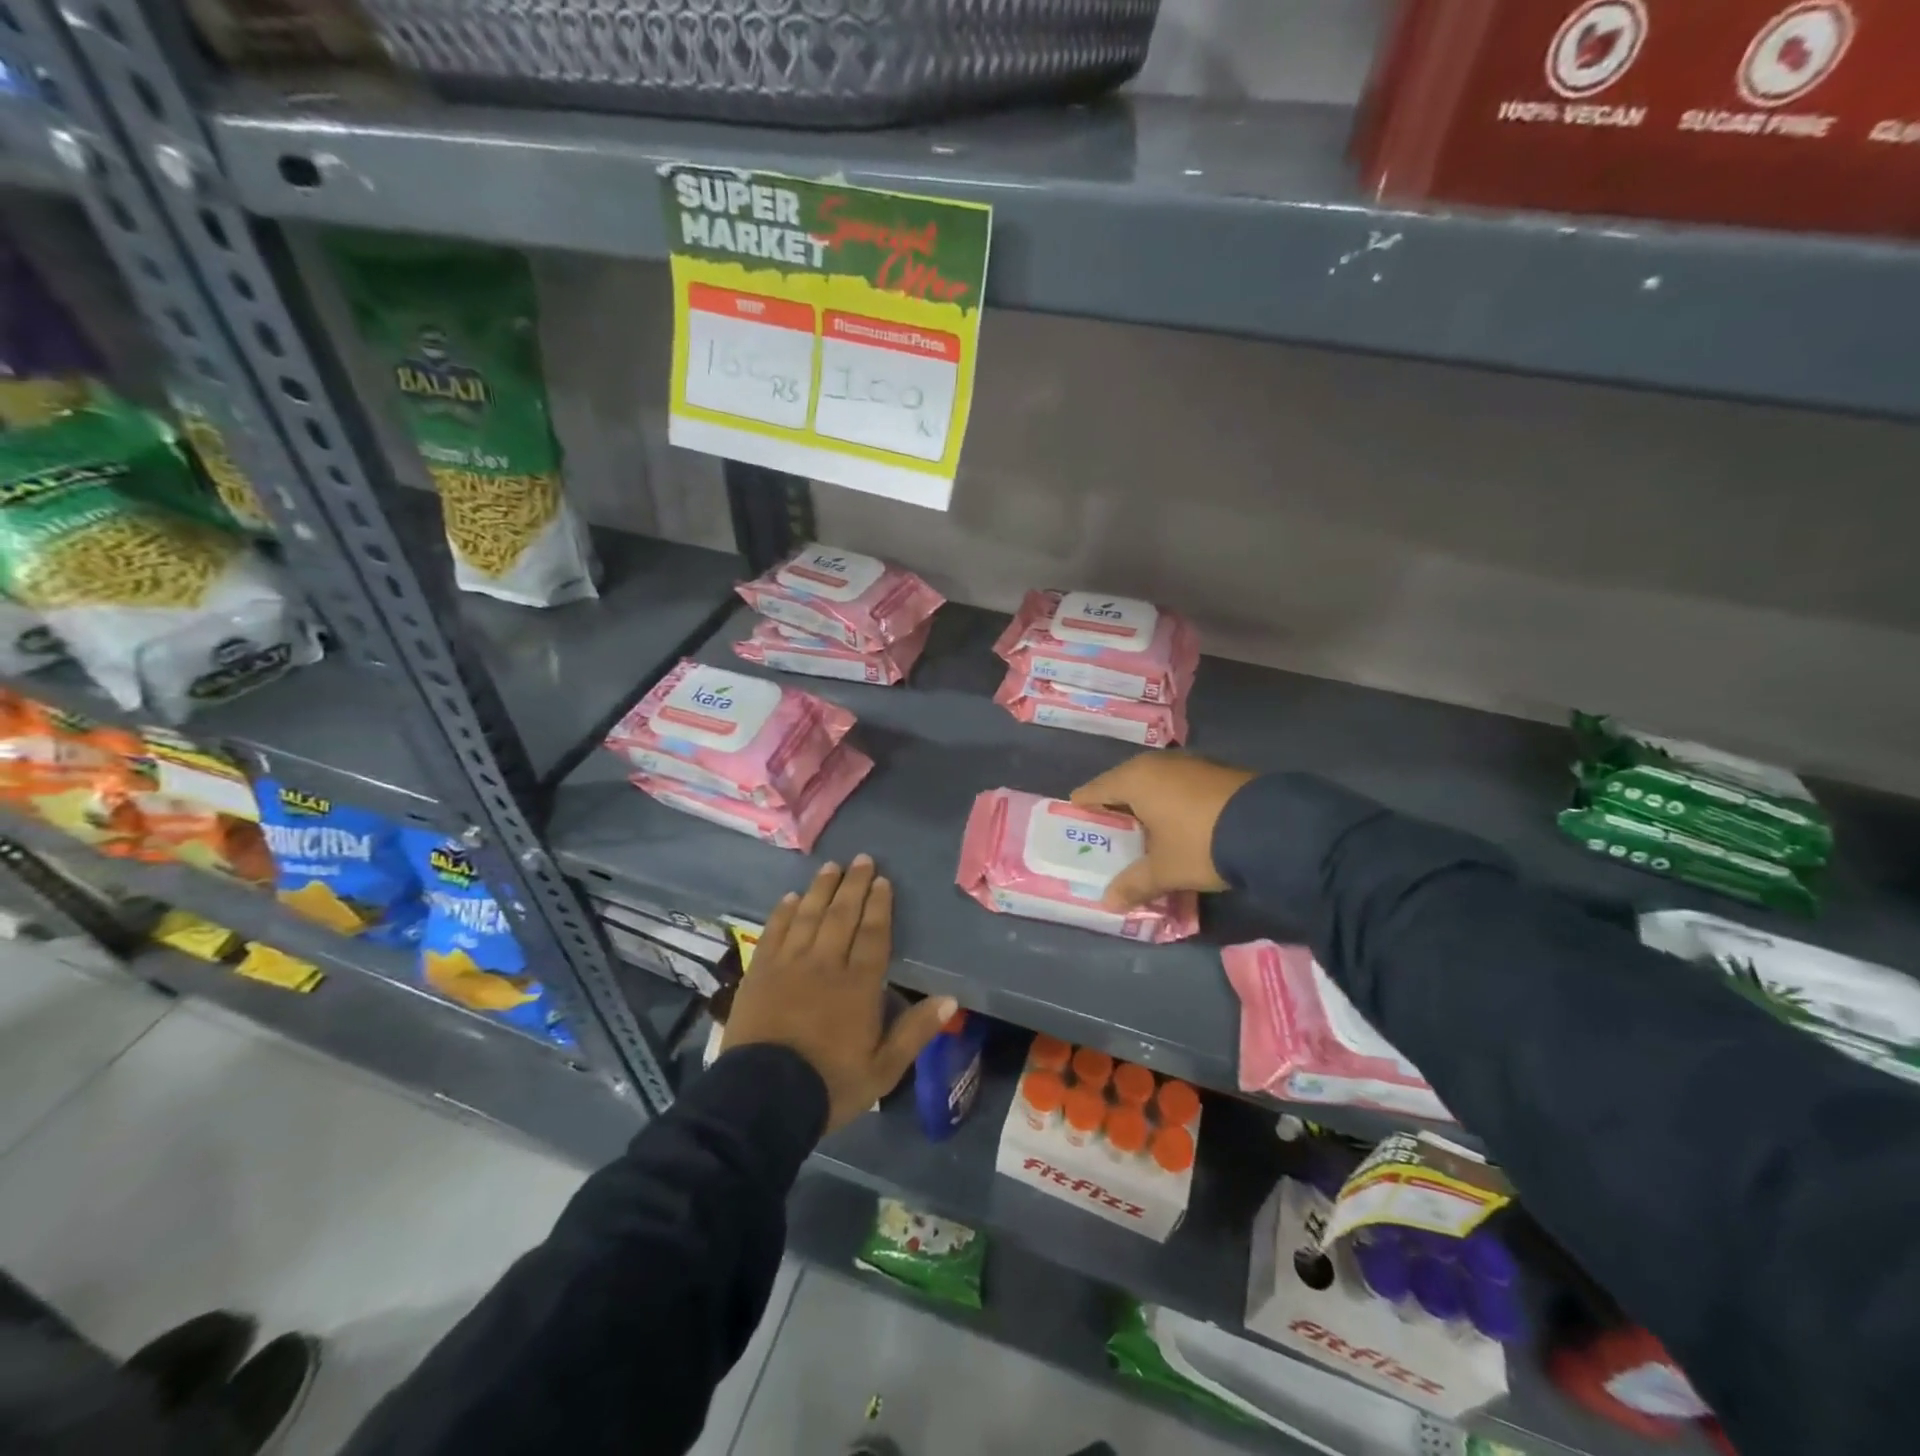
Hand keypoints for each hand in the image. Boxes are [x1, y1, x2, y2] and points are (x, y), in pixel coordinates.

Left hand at [723, 855, 955, 1133]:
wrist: (763, 1099)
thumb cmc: (829, 1085)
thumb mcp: (883, 1069)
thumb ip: (915, 1031)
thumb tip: (950, 999)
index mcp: (858, 985)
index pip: (872, 934)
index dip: (879, 905)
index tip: (882, 880)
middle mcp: (824, 964)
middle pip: (841, 916)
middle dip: (853, 885)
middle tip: (861, 859)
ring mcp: (788, 965)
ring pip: (808, 916)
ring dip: (821, 890)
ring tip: (831, 867)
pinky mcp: (759, 973)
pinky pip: (774, 932)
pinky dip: (783, 912)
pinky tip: (791, 897)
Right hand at [1071, 752, 1255, 909]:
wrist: (1272, 827)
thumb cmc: (1201, 843)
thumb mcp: (1165, 870)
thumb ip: (1134, 884)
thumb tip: (1108, 902)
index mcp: (1135, 779)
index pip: (1095, 789)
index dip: (1083, 807)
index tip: (1075, 822)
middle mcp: (1158, 764)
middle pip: (1124, 785)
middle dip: (1116, 809)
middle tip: (1108, 833)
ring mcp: (1190, 764)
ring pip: (1155, 784)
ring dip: (1147, 806)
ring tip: (1143, 832)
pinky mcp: (1216, 772)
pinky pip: (1179, 786)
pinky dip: (1172, 803)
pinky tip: (1178, 825)